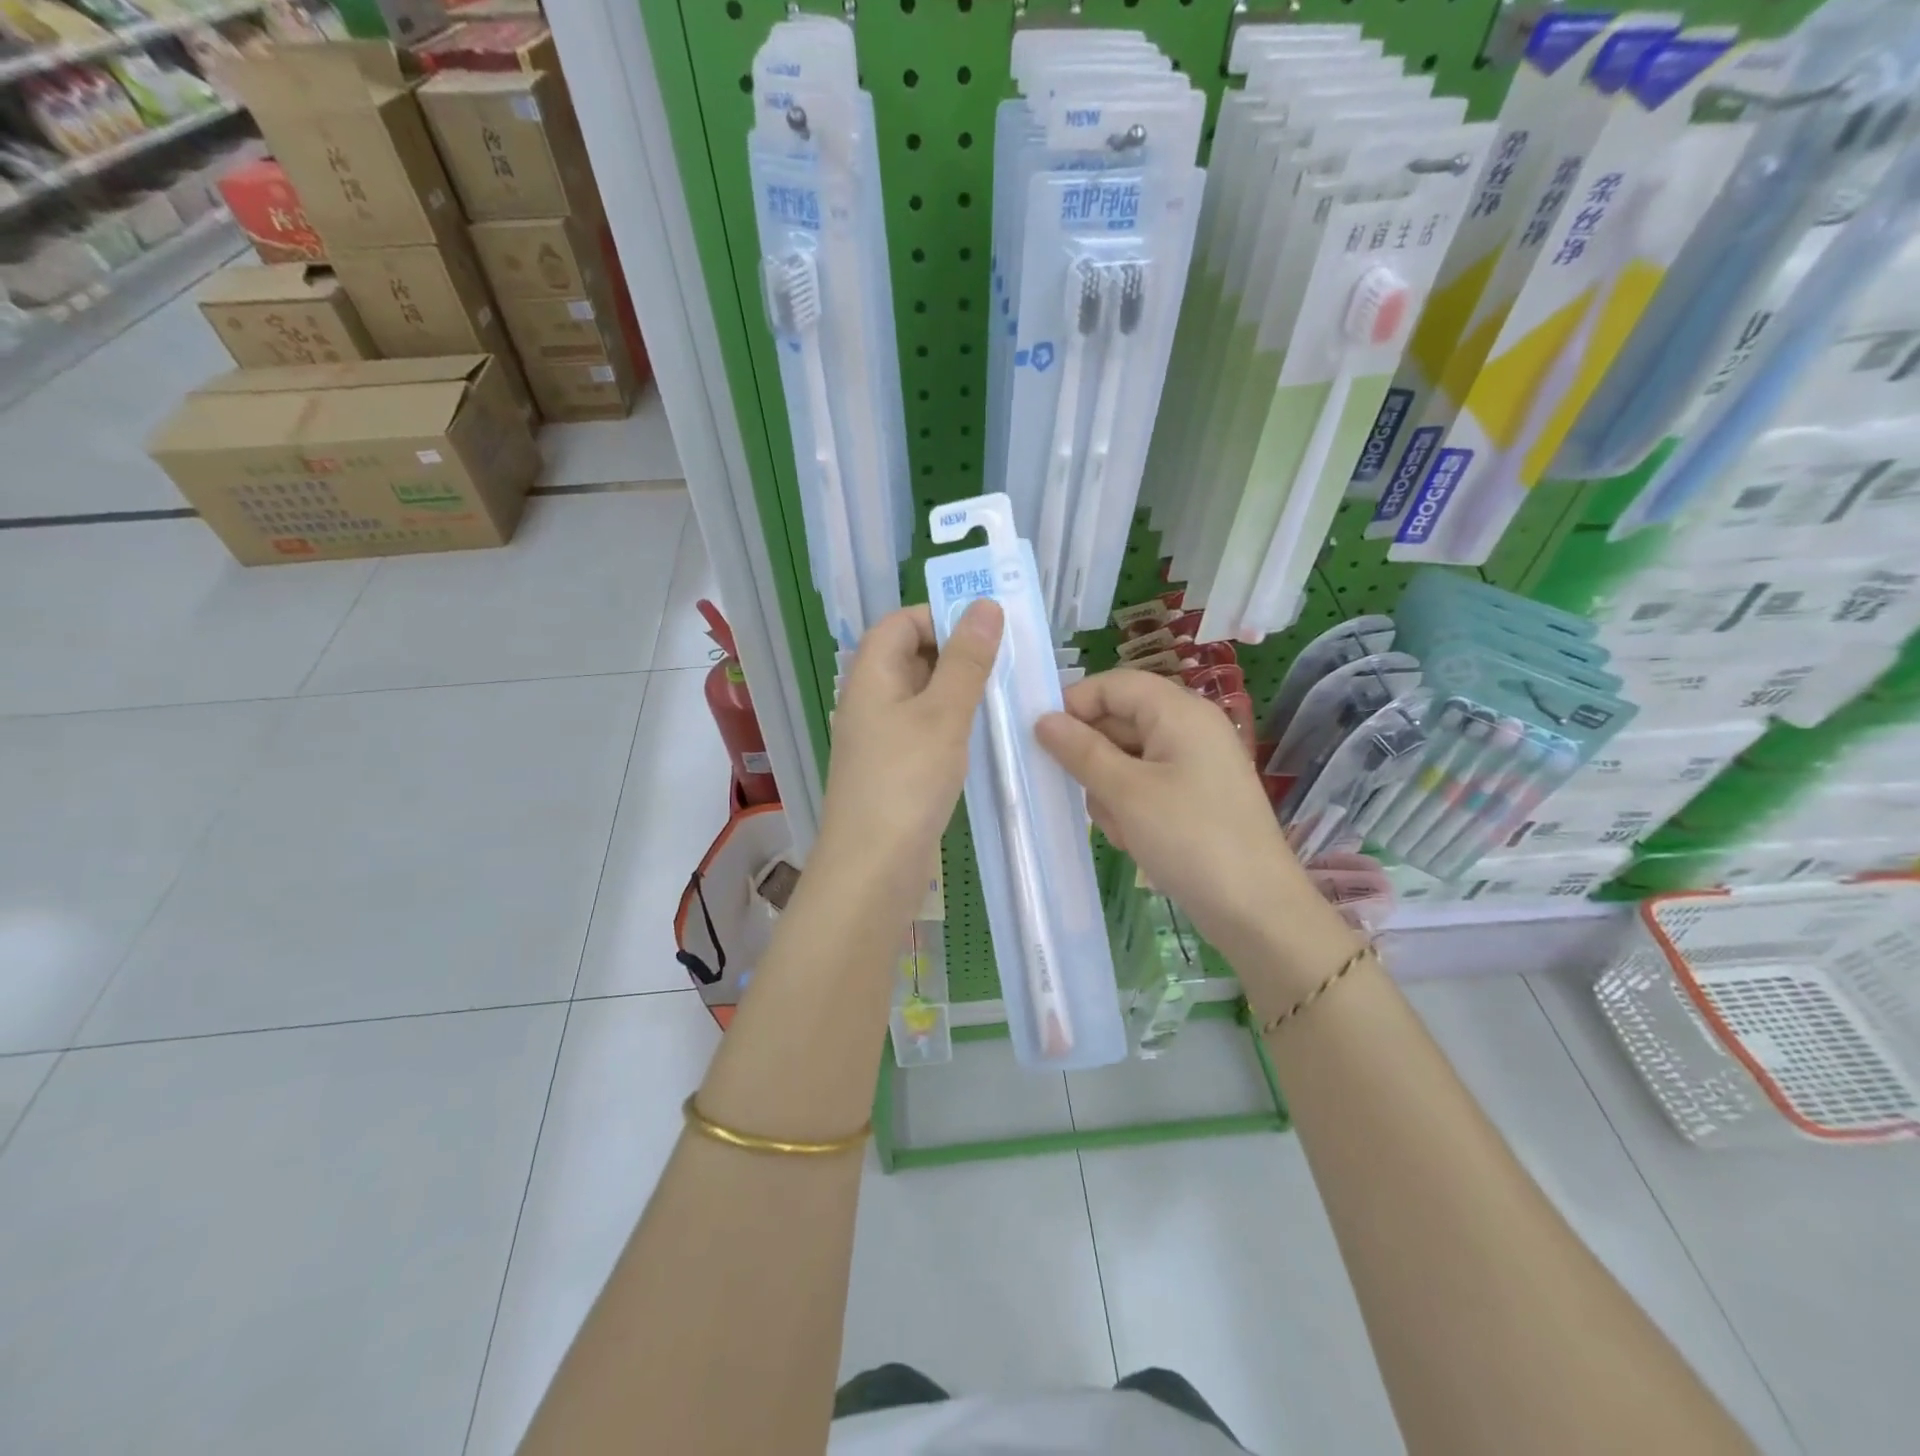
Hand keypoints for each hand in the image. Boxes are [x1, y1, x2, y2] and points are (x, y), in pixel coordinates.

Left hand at [814, 600, 1002, 910]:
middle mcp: (869, 699)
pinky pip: (923, 729)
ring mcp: (879, 736)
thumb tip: (984, 605)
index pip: (901, 622)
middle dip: (957, 654)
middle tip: (1007, 665)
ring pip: (921, 695)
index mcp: (871, 675)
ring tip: (1003, 698)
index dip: (942, 617)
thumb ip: (966, 660)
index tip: (988, 634)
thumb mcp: (944, 713)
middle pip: (911, 656)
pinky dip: (951, 724)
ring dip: (959, 691)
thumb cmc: (906, 781)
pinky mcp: (892, 768)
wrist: (872, 868)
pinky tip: (981, 738)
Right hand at [1036, 669, 1344, 976]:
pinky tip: (1137, 840)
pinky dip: (1132, 808)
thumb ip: (1081, 751)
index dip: (1075, 705)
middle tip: (1086, 796)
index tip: (1046, 743)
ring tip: (1123, 829)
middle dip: (1094, 758)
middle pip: (1120, 720)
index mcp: (1179, 711)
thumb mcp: (1126, 793)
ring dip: (1111, 791)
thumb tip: (1043, 719)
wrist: (1256, 910)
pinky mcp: (1196, 796)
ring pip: (1127, 758)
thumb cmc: (1189, 840)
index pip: (1113, 684)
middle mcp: (1190, 728)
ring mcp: (1195, 764)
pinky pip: (1146, 785)